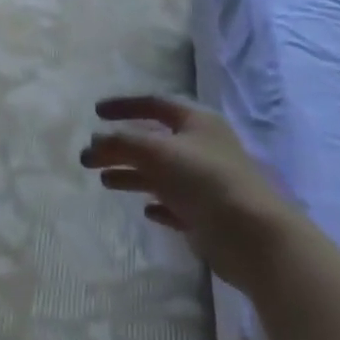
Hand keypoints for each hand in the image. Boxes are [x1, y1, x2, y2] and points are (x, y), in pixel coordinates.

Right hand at [80, 96, 297, 286]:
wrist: (251, 235)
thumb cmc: (204, 180)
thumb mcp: (157, 152)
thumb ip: (121, 143)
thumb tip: (94, 142)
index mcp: (195, 122)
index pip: (154, 104)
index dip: (124, 106)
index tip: (95, 113)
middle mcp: (201, 147)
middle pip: (153, 141)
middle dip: (120, 147)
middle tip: (89, 157)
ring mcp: (205, 182)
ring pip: (160, 173)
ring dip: (131, 174)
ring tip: (104, 182)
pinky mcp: (206, 213)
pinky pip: (175, 203)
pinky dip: (157, 203)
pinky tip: (146, 211)